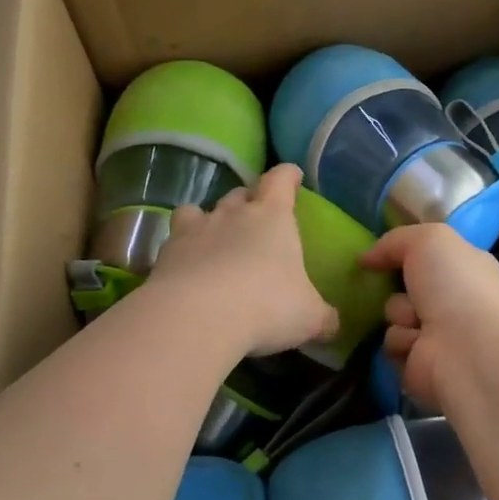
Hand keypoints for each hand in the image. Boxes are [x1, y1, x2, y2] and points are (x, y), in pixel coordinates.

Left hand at [148, 163, 339, 356]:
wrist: (197, 318)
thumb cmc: (267, 306)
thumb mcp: (309, 317)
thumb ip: (323, 317)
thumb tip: (333, 323)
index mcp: (273, 217)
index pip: (280, 180)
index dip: (287, 176)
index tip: (292, 176)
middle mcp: (232, 214)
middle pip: (240, 193)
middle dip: (248, 201)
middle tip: (256, 217)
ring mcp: (194, 231)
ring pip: (199, 210)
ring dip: (209, 220)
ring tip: (214, 238)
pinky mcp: (165, 254)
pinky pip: (174, 242)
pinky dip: (182, 251)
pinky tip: (187, 269)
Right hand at [361, 223, 498, 411]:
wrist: (465, 346)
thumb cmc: (455, 284)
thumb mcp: (428, 239)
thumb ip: (395, 240)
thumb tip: (366, 258)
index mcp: (467, 268)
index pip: (431, 256)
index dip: (407, 253)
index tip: (383, 255)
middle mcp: (456, 300)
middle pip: (406, 285)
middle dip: (398, 286)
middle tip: (405, 288)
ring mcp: (439, 334)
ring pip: (395, 314)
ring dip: (400, 314)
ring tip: (418, 321)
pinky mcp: (421, 363)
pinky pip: (393, 343)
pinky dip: (402, 341)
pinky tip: (419, 344)